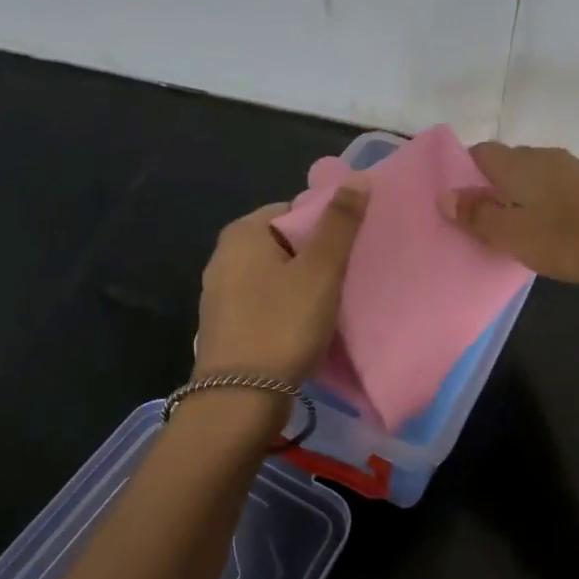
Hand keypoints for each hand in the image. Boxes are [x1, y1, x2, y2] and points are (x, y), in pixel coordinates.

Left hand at [194, 183, 368, 383]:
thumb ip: (340, 223)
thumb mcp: (320, 271)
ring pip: (275, 276)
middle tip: (347, 276)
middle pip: (284, 242)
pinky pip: (265, 303)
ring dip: (302, 285)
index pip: (292, 210)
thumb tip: (359, 177)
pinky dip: (286, 309)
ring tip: (333, 303)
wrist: (239, 400)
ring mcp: (219, 294)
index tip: (350, 250)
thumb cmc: (282, 325)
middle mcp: (223, 257)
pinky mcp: (225, 326)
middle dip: (315, 257)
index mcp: (241, 233)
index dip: (325, 225)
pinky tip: (306, 328)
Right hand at [441, 143, 578, 284]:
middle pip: (504, 163)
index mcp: (518, 164)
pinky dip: (539, 201)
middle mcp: (542, 157)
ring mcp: (570, 168)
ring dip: (515, 195)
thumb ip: (478, 215)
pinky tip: (543, 225)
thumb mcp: (514, 234)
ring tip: (509, 226)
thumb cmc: (568, 238)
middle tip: (478, 220)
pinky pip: (551, 186)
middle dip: (487, 186)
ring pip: (529, 175)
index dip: (462, 172)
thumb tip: (444, 194)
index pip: (479, 152)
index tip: (455, 201)